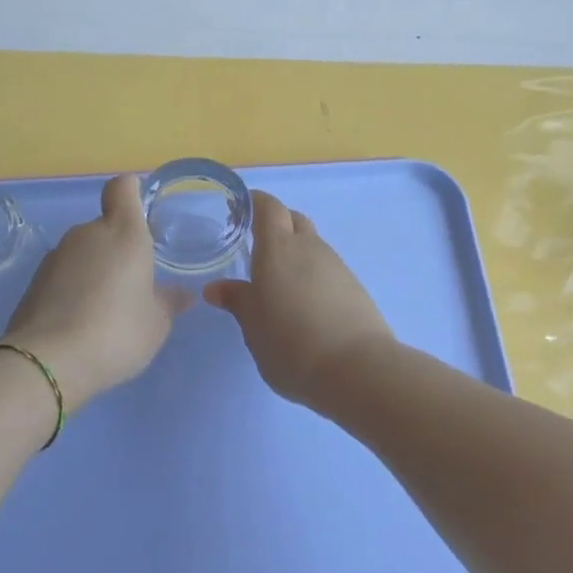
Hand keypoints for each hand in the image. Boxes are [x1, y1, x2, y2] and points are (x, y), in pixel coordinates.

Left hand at [3, 174, 189, 411]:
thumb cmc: (116, 331)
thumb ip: (169, 302)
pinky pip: (64, 275)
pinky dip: (74, 289)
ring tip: (108, 308)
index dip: (132, 190)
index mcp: (124, 232)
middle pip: (105, 225)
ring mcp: (56, 256)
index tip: (143, 209)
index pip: (123, 188)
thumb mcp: (156, 323)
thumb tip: (183, 293)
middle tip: (134, 281)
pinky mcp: (34, 282)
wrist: (47, 363)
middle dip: (119, 247)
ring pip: (84, 252)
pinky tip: (82, 322)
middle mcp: (88, 234)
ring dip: (95, 270)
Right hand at [204, 192, 394, 405]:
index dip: (255, 202)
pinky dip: (313, 275)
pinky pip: (328, 269)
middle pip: (294, 220)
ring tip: (280, 280)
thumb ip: (237, 301)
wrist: (356, 369)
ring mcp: (337, 266)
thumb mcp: (253, 326)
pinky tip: (305, 302)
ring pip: (313, 245)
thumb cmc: (290, 344)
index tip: (240, 208)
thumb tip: (216, 289)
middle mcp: (310, 247)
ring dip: (296, 253)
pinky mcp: (355, 288)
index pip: (268, 208)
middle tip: (257, 243)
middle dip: (277, 224)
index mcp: (278, 248)